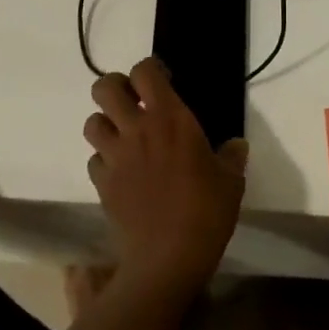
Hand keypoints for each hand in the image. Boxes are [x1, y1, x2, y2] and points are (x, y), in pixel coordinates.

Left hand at [84, 58, 247, 297]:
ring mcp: (115, 156)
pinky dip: (103, 161)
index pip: (144, 71)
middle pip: (104, 87)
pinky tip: (120, 172)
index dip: (149, 69)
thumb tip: (237, 146)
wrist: (167, 260)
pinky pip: (94, 160)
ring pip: (92, 122)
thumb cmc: (205, 211)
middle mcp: (136, 128)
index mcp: (169, 117)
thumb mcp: (230, 181)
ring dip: (105, 124)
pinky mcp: (102, 184)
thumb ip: (231, 157)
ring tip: (123, 136)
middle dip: (115, 87)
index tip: (163, 81)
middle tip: (134, 102)